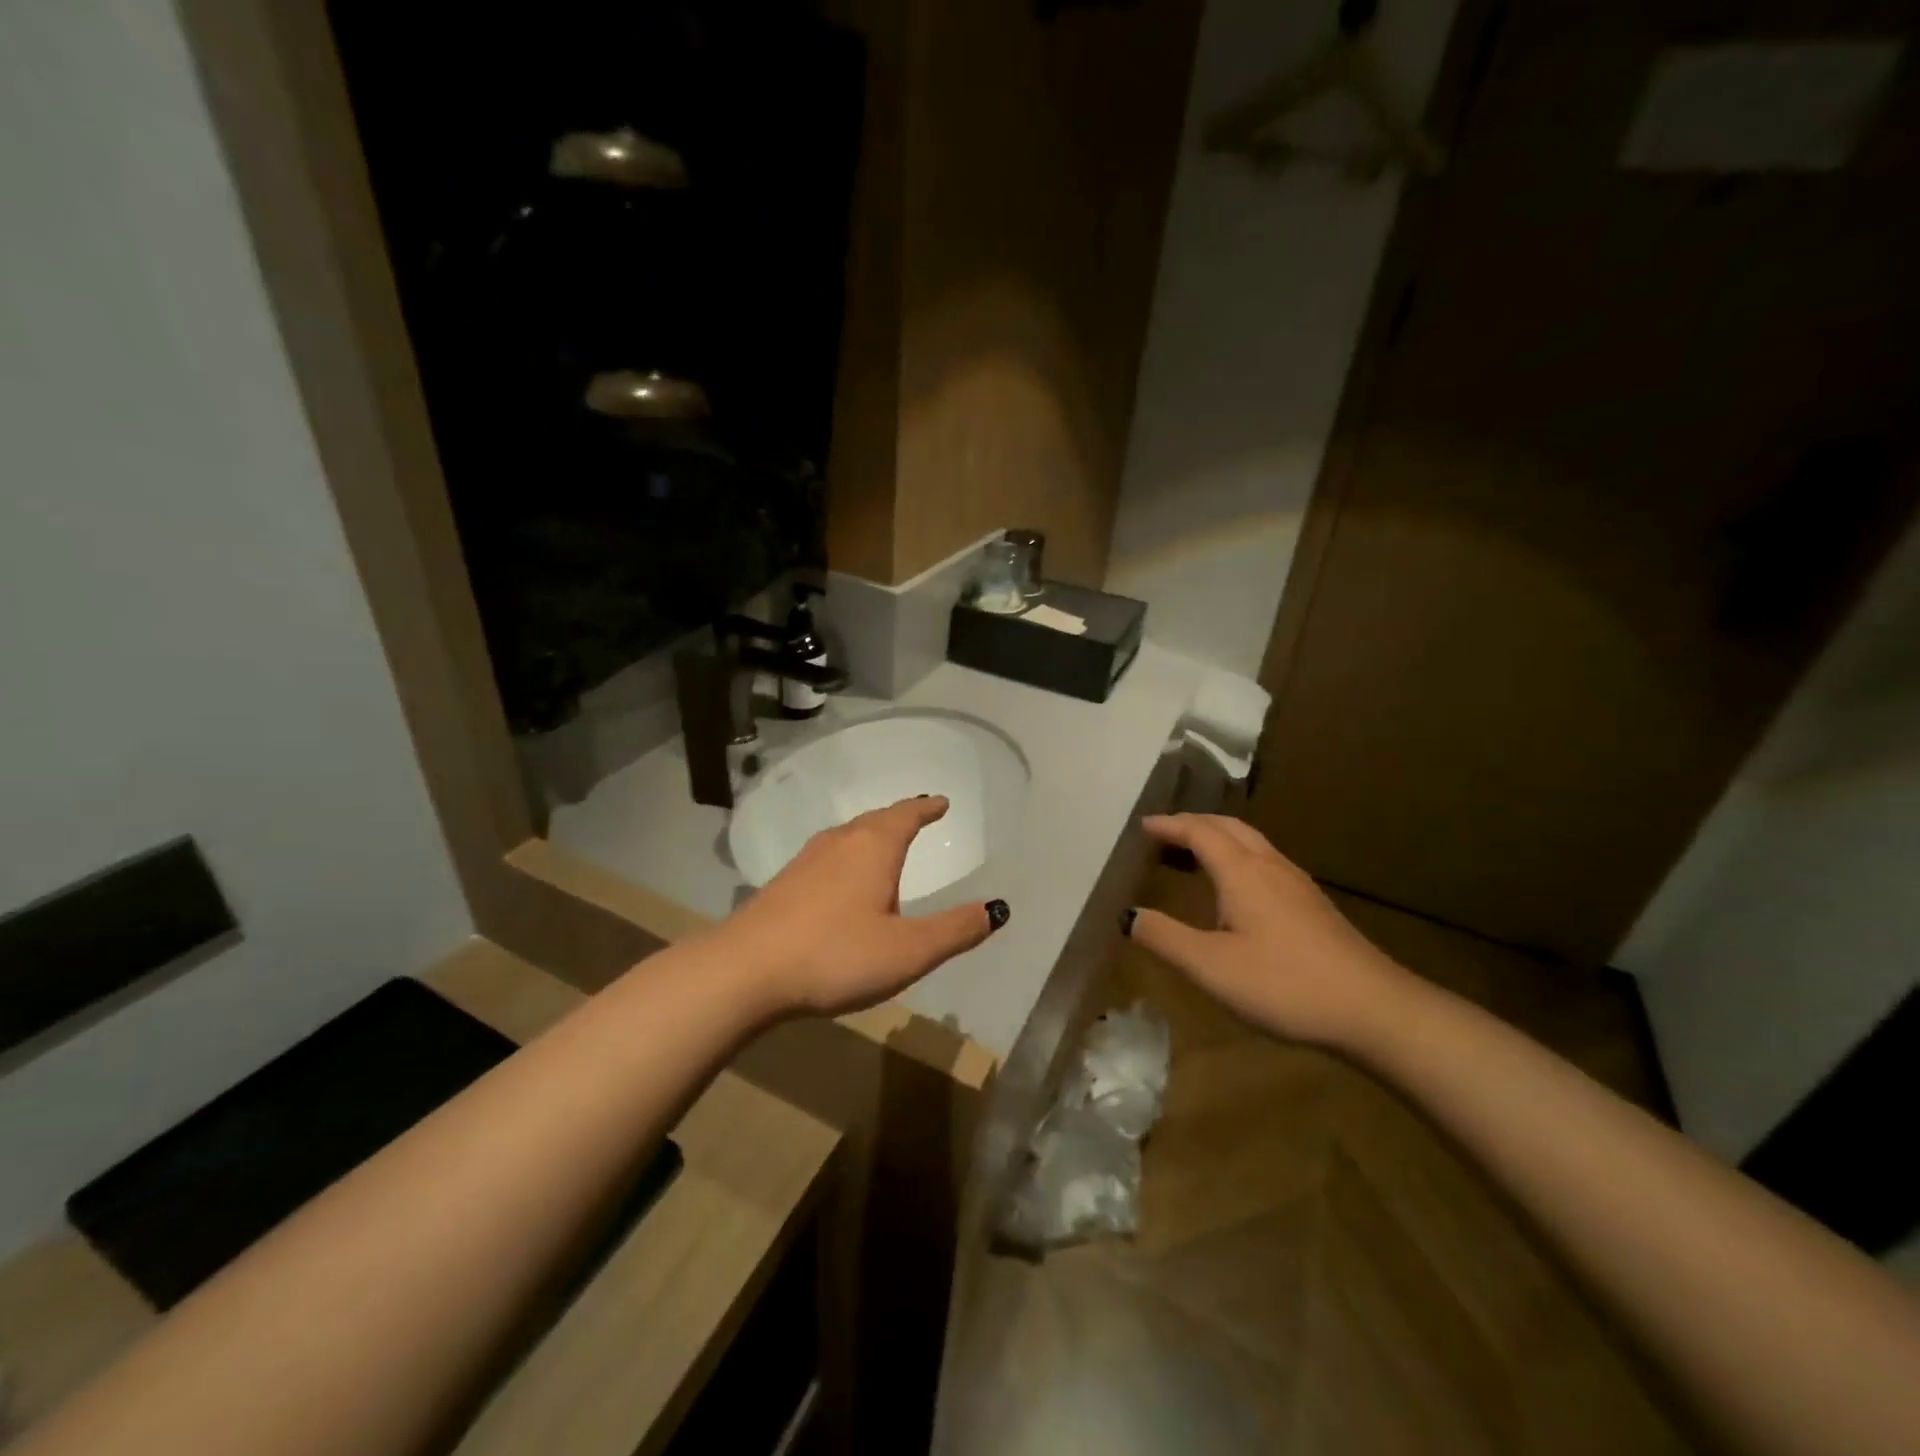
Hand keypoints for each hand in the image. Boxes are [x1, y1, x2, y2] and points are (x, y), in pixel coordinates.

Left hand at [719, 796, 1006, 1016]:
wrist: (745, 971)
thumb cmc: (836, 954)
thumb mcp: (908, 950)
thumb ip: (955, 930)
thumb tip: (997, 908)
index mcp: (873, 848)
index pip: (906, 815)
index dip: (926, 808)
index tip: (940, 801)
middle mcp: (839, 843)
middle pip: (875, 820)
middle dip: (899, 818)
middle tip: (917, 817)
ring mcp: (806, 861)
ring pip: (847, 837)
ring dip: (870, 835)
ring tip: (884, 845)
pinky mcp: (783, 884)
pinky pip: (827, 857)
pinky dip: (847, 857)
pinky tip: (841, 880)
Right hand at [1123, 814, 1411, 1046]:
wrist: (1374, 1010)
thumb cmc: (1284, 984)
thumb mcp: (1211, 966)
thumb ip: (1165, 937)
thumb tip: (1127, 915)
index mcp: (1242, 872)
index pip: (1199, 832)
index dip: (1169, 825)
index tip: (1143, 825)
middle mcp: (1270, 866)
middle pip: (1228, 827)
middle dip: (1193, 823)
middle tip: (1164, 832)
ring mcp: (1297, 884)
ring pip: (1252, 842)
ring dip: (1218, 837)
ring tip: (1195, 852)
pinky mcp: (1314, 904)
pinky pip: (1266, 860)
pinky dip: (1238, 856)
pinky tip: (1239, 887)